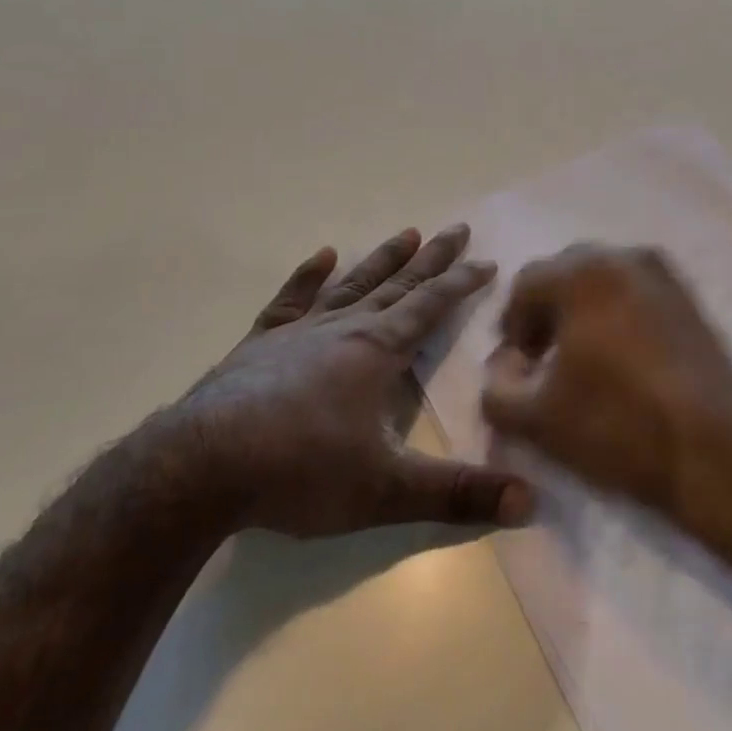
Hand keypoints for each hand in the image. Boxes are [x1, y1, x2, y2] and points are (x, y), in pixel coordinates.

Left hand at [176, 224, 531, 537]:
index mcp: (378, 351)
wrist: (201, 466)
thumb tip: (530, 502)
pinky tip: (321, 256)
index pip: (431, 306)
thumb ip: (457, 494)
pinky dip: (307, 277)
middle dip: (432, 259)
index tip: (487, 260)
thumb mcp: (387, 490)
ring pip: (352, 285)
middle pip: (398, 285)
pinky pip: (290, 300)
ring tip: (407, 233)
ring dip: (382, 260)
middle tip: (456, 229)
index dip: (462, 283)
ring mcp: (299, 332)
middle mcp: (344, 329)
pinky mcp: (260, 344)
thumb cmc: (301, 471)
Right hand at [479, 245, 731, 519]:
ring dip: (583, 310)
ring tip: (583, 360)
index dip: (512, 326)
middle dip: (547, 311)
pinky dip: (618, 313)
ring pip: (604, 280)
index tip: (516, 367)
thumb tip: (502, 367)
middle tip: (544, 359)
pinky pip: (637, 293)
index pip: (525, 284)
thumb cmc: (618, 425)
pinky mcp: (691, 298)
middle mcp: (623, 257)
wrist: (716, 453)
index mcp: (582, 272)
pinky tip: (622, 359)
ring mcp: (664, 274)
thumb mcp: (536, 419)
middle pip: (565, 273)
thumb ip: (497, 388)